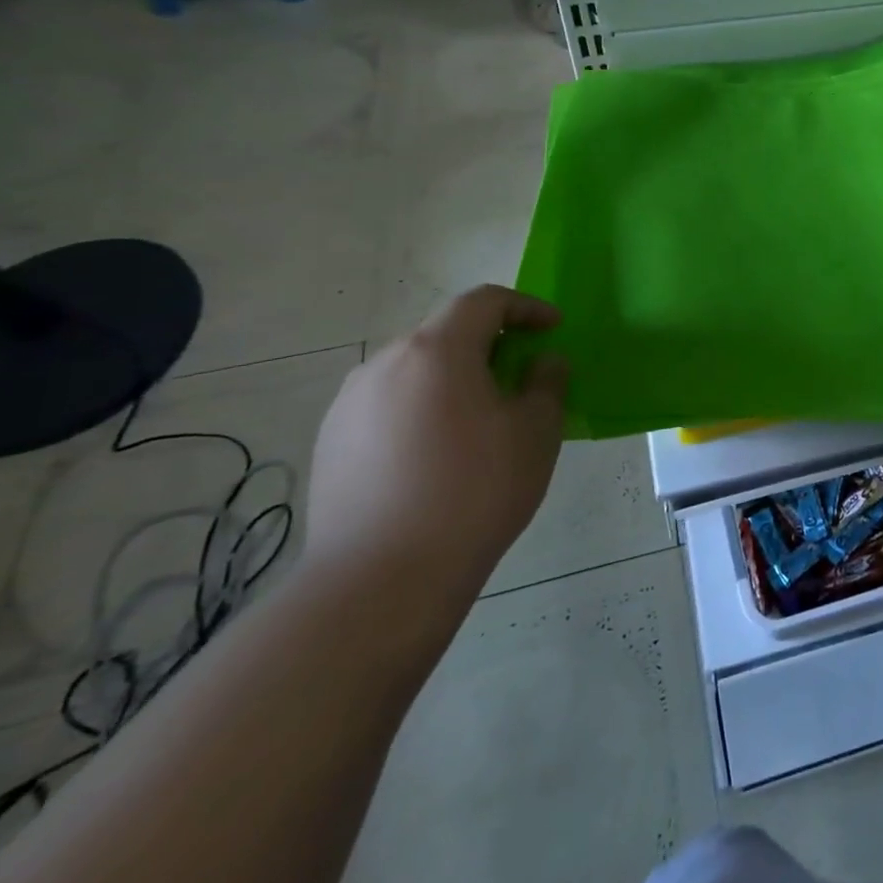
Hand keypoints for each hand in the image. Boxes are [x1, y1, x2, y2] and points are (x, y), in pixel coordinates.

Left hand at [304, 286, 567, 602]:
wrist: (380, 581)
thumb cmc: (474, 492)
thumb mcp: (536, 432)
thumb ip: (547, 383)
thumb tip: (542, 362)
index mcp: (436, 350)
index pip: (484, 301)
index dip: (525, 307)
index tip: (553, 328)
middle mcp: (385, 363)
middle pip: (445, 332)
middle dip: (489, 344)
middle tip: (520, 376)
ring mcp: (349, 403)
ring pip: (414, 370)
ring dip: (452, 378)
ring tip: (479, 419)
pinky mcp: (330, 443)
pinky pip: (387, 405)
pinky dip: (421, 409)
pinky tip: (436, 455)